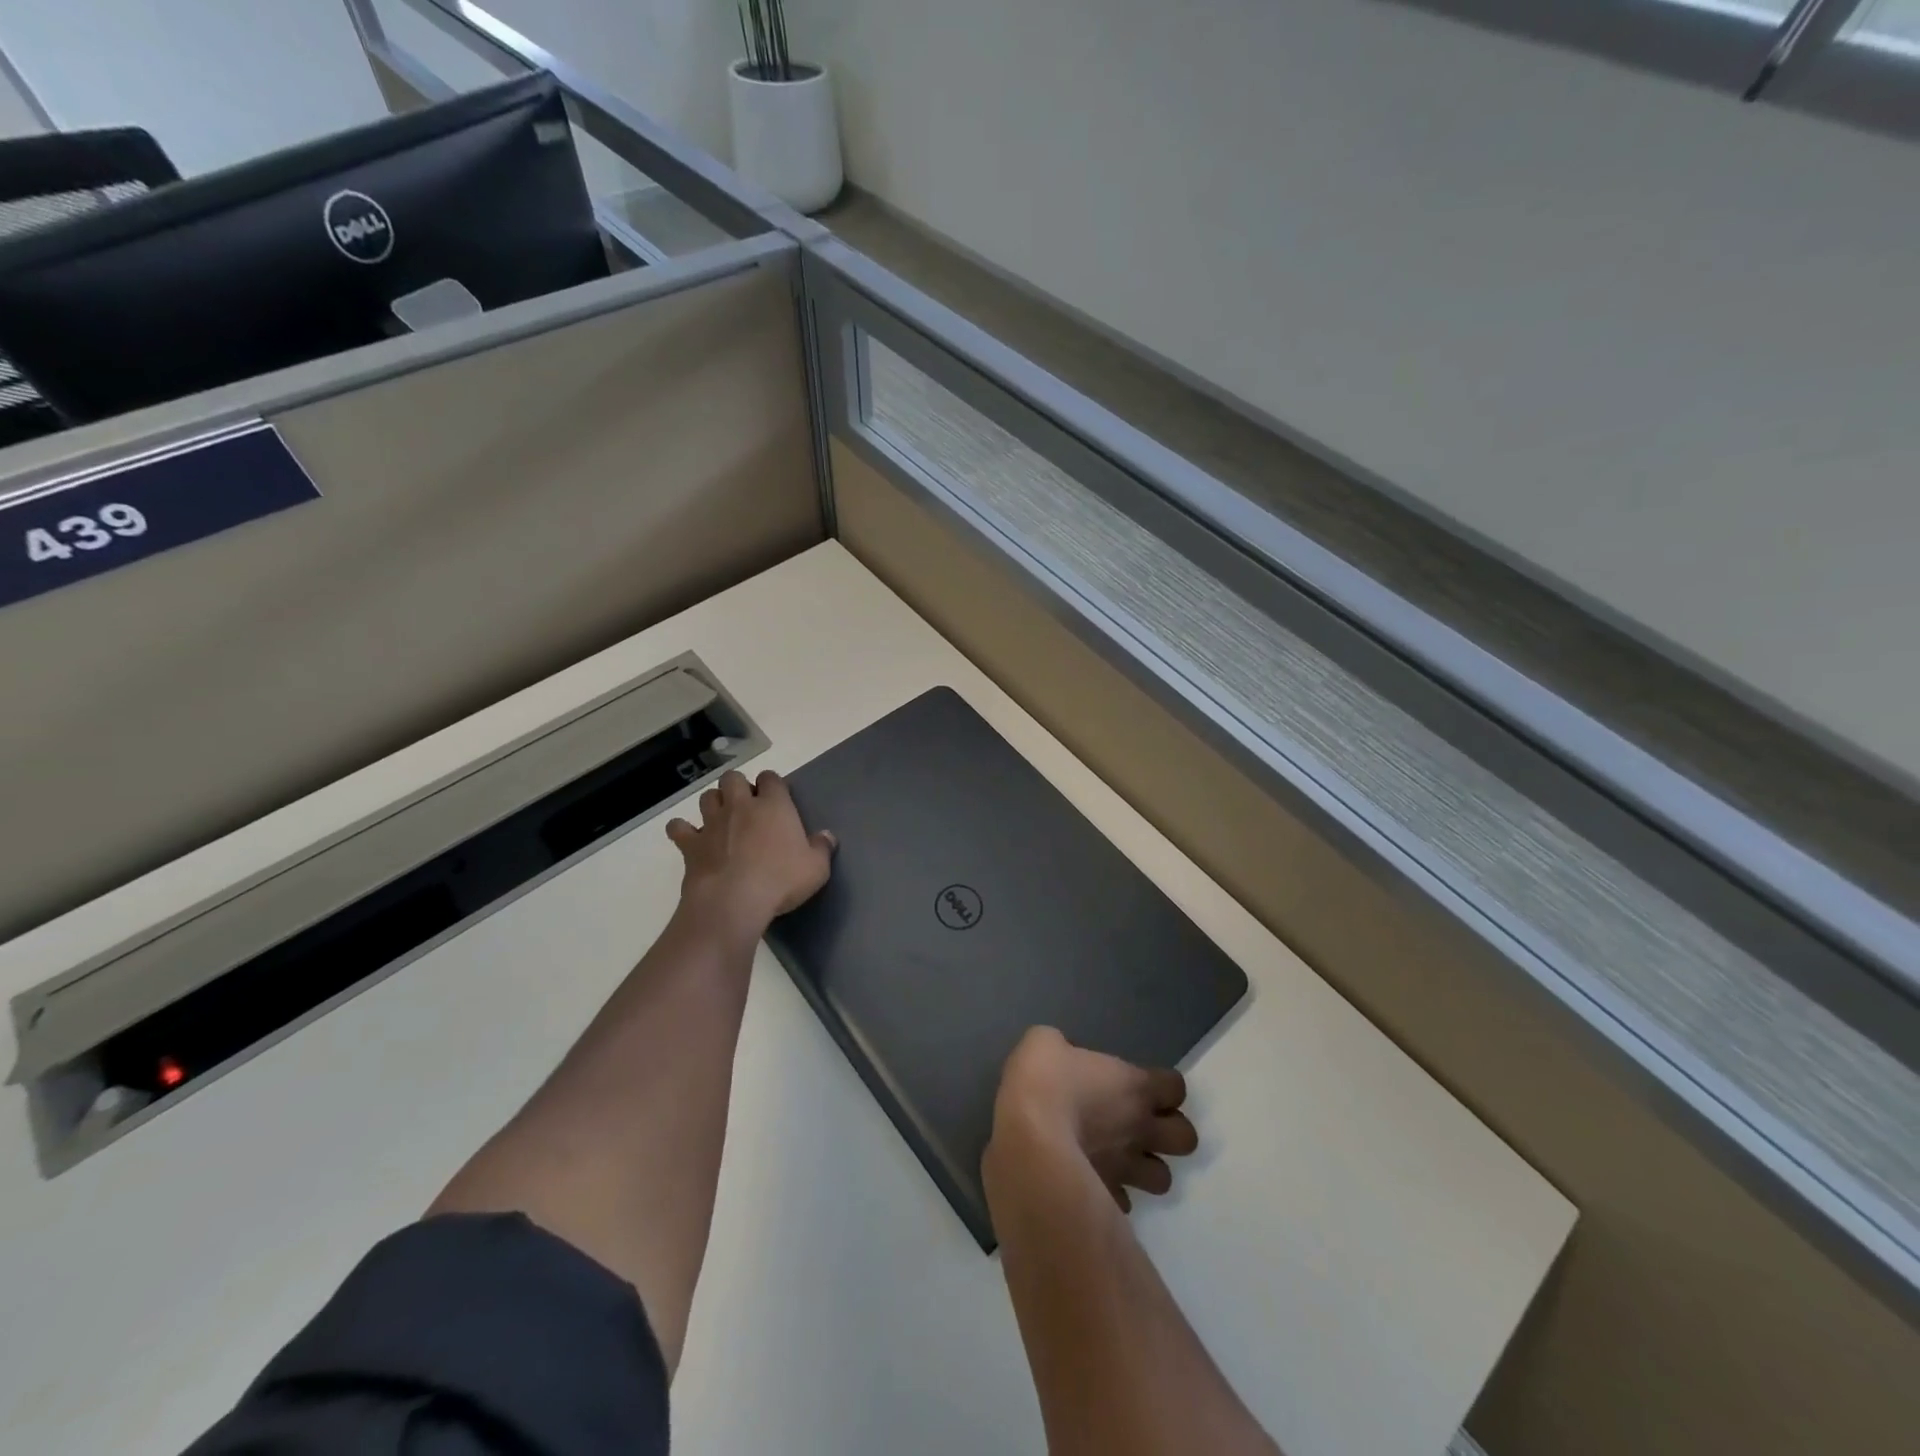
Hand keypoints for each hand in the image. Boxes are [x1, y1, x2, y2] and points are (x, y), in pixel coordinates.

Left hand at [666, 769, 834, 941]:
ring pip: (707, 797)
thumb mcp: (816, 868)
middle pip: (733, 778)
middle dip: (738, 787)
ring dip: (714, 803)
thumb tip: (827, 836)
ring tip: (722, 818)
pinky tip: (690, 838)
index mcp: (774, 806)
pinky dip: (683, 830)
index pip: (771, 778)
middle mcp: (740, 806)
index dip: (772, 784)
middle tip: (747, 806)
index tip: (776, 798)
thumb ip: (821, 848)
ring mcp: (712, 823)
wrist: (733, 901)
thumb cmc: (781, 880)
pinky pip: (679, 827)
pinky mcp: (690, 844)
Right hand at [987, 1027, 1198, 1211]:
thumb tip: (1059, 1053)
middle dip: (1170, 1132)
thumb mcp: (1043, 1042)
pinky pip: (1123, 1202)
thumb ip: (1062, 1047)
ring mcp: (1126, 1169)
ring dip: (1147, 1168)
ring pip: (1163, 1179)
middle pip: (1186, 1139)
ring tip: (1124, 1159)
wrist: (1026, 1141)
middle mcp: (1140, 1128)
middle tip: (1142, 1124)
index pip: (1176, 1087)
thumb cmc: (1043, 1082)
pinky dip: (1115, 1194)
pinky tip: (1095, 1182)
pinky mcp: (1105, 1199)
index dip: (1164, 1085)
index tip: (1143, 1083)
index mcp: (1134, 1086)